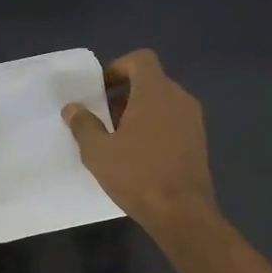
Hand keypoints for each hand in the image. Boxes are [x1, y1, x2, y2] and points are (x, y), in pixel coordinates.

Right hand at [62, 50, 217, 232]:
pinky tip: (140, 156)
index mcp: (156, 92)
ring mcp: (193, 121)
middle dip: (125, 94)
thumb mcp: (98, 152)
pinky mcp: (199, 142)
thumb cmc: (137, 175)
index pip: (141, 59)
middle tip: (103, 118)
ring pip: (163, 103)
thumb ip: (83, 125)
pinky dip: (156, 128)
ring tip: (119, 140)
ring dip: (140, 113)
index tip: (100, 90)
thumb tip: (72, 108)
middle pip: (151, 81)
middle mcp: (179, 98)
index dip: (118, 68)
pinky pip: (174, 122)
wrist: (182, 212)